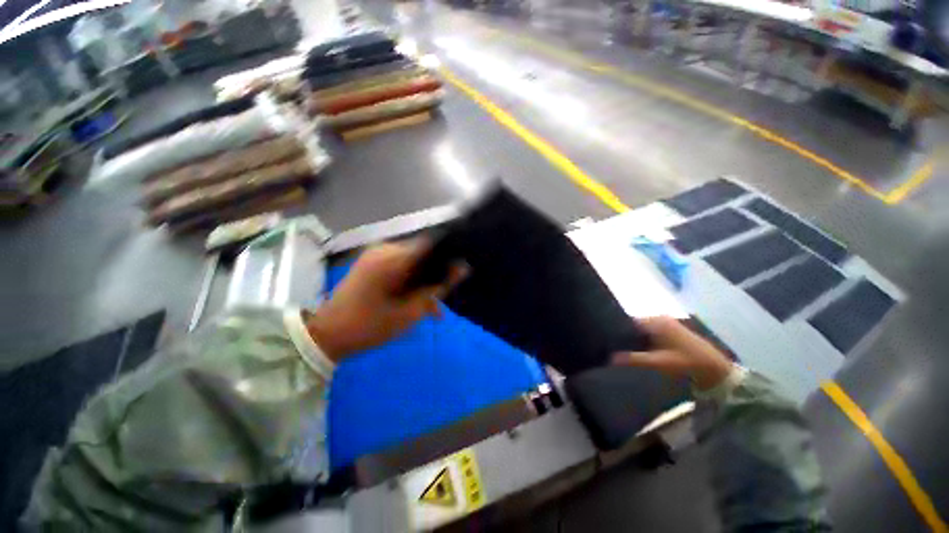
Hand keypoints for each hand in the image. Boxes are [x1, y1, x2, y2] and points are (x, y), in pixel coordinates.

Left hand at [306, 240, 466, 361]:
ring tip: (432, 307)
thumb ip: (438, 287)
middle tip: (444, 297)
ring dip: (424, 281)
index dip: (449, 255)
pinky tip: (417, 301)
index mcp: (393, 258)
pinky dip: (411, 281)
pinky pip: (401, 266)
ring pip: (414, 262)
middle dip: (436, 274)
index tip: (460, 271)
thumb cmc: (371, 325)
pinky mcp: (372, 262)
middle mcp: (385, 249)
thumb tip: (463, 269)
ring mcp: (377, 254)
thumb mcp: (411, 310)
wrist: (328, 334)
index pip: (432, 244)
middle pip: (423, 254)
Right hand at [611, 316, 732, 389]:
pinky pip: (650, 333)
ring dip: (634, 340)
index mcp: (655, 321)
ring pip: (641, 330)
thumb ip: (634, 359)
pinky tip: (638, 352)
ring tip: (622, 351)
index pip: (627, 321)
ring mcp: (666, 323)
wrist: (717, 371)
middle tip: (612, 348)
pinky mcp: (672, 331)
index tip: (607, 341)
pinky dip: (643, 341)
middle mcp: (659, 318)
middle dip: (624, 336)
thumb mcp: (658, 362)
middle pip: (633, 325)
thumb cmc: (686, 363)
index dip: (616, 331)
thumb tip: (610, 358)